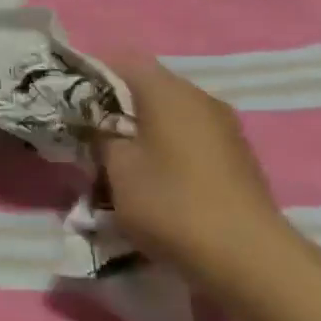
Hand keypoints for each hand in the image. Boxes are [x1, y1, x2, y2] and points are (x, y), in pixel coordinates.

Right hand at [96, 55, 297, 287]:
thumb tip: (99, 124)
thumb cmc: (171, 203)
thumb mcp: (116, 168)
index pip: (121, 60)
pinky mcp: (237, 157)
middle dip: (117, 107)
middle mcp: (199, 97)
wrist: (249, 259)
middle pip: (147, 87)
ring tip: (121, 162)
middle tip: (91, 135)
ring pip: (170, 114)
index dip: (91, 75)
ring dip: (144, 131)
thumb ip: (101, 136)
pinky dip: (168, 149)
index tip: (71, 103)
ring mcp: (224, 127)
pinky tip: (156, 180)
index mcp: (167, 90)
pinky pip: (191, 138)